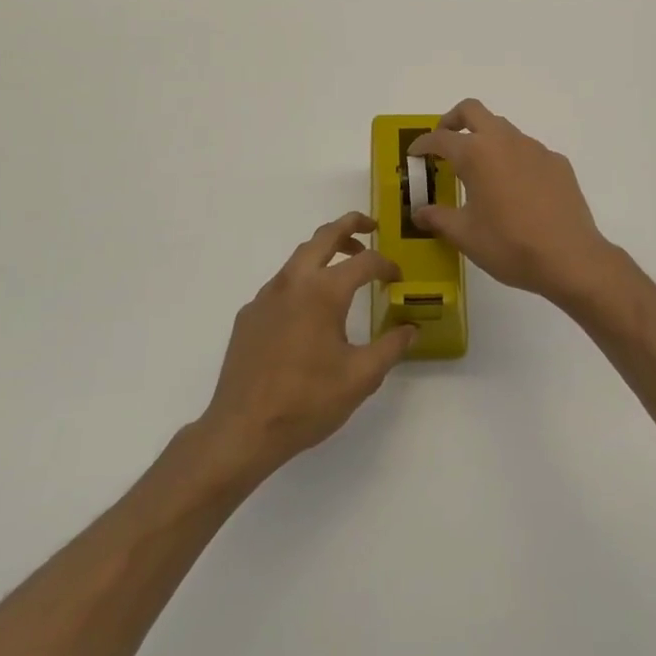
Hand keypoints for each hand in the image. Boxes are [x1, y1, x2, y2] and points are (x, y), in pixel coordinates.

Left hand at [199, 212, 415, 479]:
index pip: (364, 262)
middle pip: (324, 236)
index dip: (386, 265)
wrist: (242, 429)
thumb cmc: (307, 401)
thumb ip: (391, 347)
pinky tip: (309, 311)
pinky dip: (302, 281)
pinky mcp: (249, 314)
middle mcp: (293, 282)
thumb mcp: (361, 377)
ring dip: (325, 251)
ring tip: (344, 266)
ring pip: (299, 256)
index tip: (398, 278)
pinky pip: (281, 284)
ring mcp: (266, 296)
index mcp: (323, 291)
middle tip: (371, 227)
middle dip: (350, 225)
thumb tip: (412, 328)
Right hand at [408, 99, 621, 308]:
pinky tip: (515, 189)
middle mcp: (505, 141)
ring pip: (503, 128)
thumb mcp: (465, 235)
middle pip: (472, 110)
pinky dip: (513, 159)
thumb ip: (438, 218)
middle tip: (444, 142)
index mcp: (476, 154)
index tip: (414, 155)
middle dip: (452, 120)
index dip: (422, 144)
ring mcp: (535, 149)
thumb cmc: (509, 245)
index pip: (440, 138)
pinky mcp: (557, 162)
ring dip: (485, 139)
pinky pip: (528, 150)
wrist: (570, 258)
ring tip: (479, 171)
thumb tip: (419, 212)